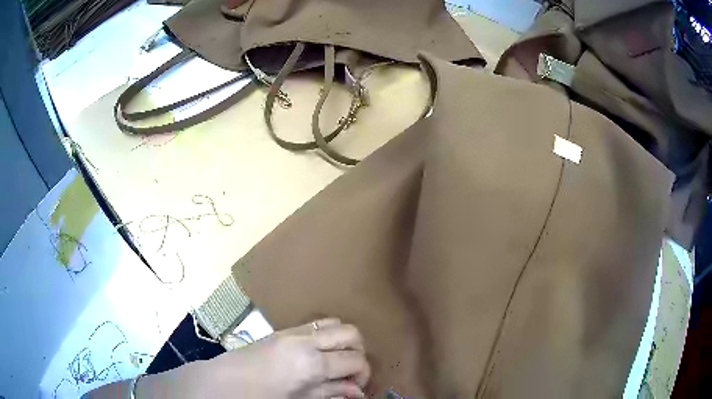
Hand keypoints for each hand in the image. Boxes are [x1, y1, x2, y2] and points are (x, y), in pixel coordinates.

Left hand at [198, 318, 369, 397]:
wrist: (228, 380)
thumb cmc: (264, 396)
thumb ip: (333, 392)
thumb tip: (358, 391)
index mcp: (312, 363)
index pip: (355, 360)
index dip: (363, 374)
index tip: (356, 386)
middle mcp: (307, 340)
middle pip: (351, 333)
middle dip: (358, 352)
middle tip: (349, 371)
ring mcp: (294, 330)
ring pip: (336, 322)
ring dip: (343, 340)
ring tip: (336, 360)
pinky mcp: (285, 328)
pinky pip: (316, 323)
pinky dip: (327, 334)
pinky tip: (318, 353)